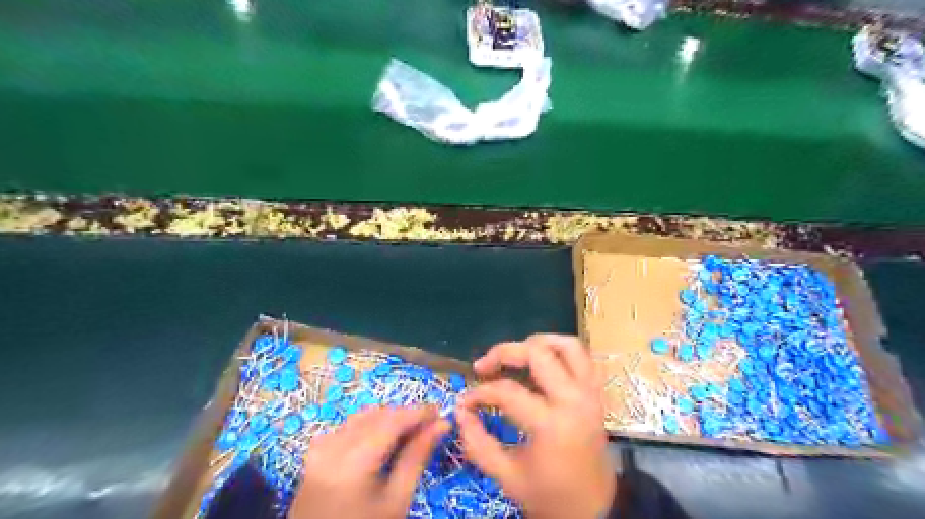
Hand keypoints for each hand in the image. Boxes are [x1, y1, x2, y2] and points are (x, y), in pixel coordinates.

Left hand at [289, 408, 448, 516]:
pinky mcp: (315, 453)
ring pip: (362, 417)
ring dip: (387, 419)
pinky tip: (381, 441)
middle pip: (376, 415)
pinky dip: (369, 426)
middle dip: (404, 416)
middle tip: (429, 426)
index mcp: (353, 460)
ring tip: (409, 434)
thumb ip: (417, 457)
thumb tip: (441, 425)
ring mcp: (320, 448)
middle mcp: (333, 446)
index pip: (392, 420)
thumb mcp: (397, 500)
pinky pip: (348, 427)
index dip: (418, 413)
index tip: (440, 413)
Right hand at [455, 334, 611, 517]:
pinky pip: (584, 358)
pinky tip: (543, 361)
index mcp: (551, 424)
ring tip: (516, 353)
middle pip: (538, 353)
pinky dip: (562, 351)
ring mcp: (590, 393)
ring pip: (568, 345)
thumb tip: (460, 411)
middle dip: (504, 352)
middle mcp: (573, 400)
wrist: (594, 509)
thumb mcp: (506, 476)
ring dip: (539, 342)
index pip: (506, 392)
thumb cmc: (549, 495)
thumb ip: (477, 443)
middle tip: (484, 365)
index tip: (464, 402)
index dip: (479, 393)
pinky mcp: (597, 394)